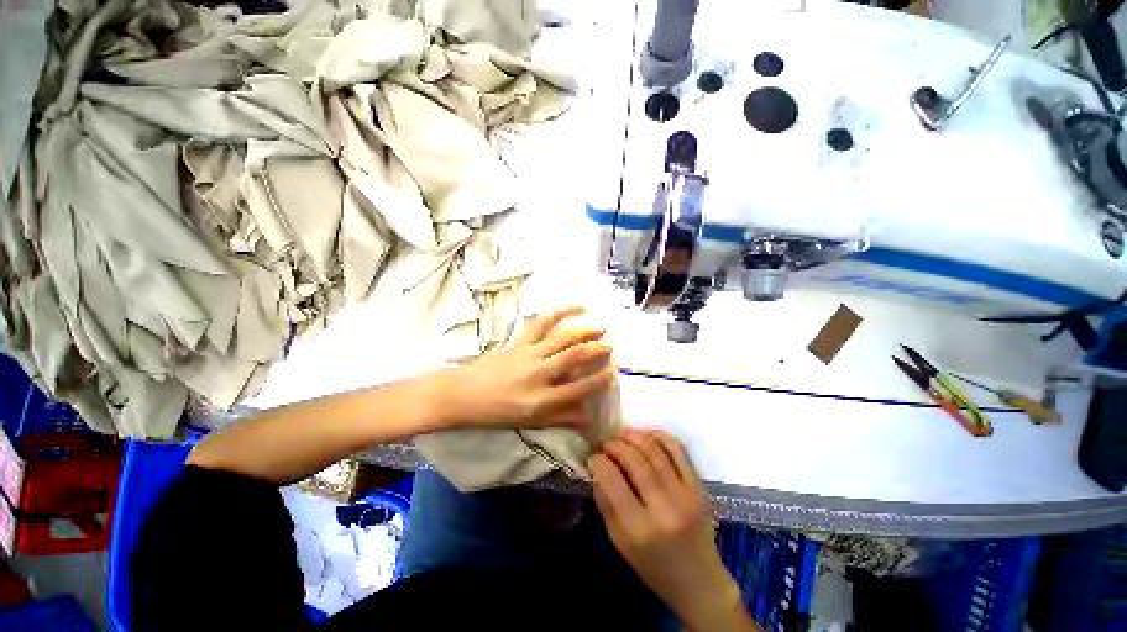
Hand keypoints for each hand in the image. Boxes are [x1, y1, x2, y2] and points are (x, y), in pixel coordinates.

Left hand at [447, 307, 614, 428]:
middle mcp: (538, 374)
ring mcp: (528, 354)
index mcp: (541, 399)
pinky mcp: (519, 341)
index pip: (578, 388)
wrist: (465, 395)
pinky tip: (572, 308)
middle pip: (573, 357)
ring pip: (561, 338)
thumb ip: (561, 418)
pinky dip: (557, 313)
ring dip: (583, 331)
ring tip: (600, 327)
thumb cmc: (498, 413)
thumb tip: (588, 420)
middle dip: (596, 350)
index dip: (598, 380)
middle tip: (610, 346)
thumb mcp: (530, 422)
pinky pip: (540, 323)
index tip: (612, 373)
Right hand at [590, 430, 759, 631]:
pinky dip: (659, 436)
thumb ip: (605, 502)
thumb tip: (597, 467)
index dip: (598, 461)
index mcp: (638, 529)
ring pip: (655, 451)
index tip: (593, 457)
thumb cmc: (652, 565)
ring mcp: (685, 495)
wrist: (698, 580)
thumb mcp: (618, 541)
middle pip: (634, 460)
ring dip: (635, 436)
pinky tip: (646, 435)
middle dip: (615, 445)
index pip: (611, 480)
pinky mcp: (699, 487)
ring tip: (623, 434)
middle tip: (607, 445)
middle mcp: (663, 509)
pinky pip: (678, 450)